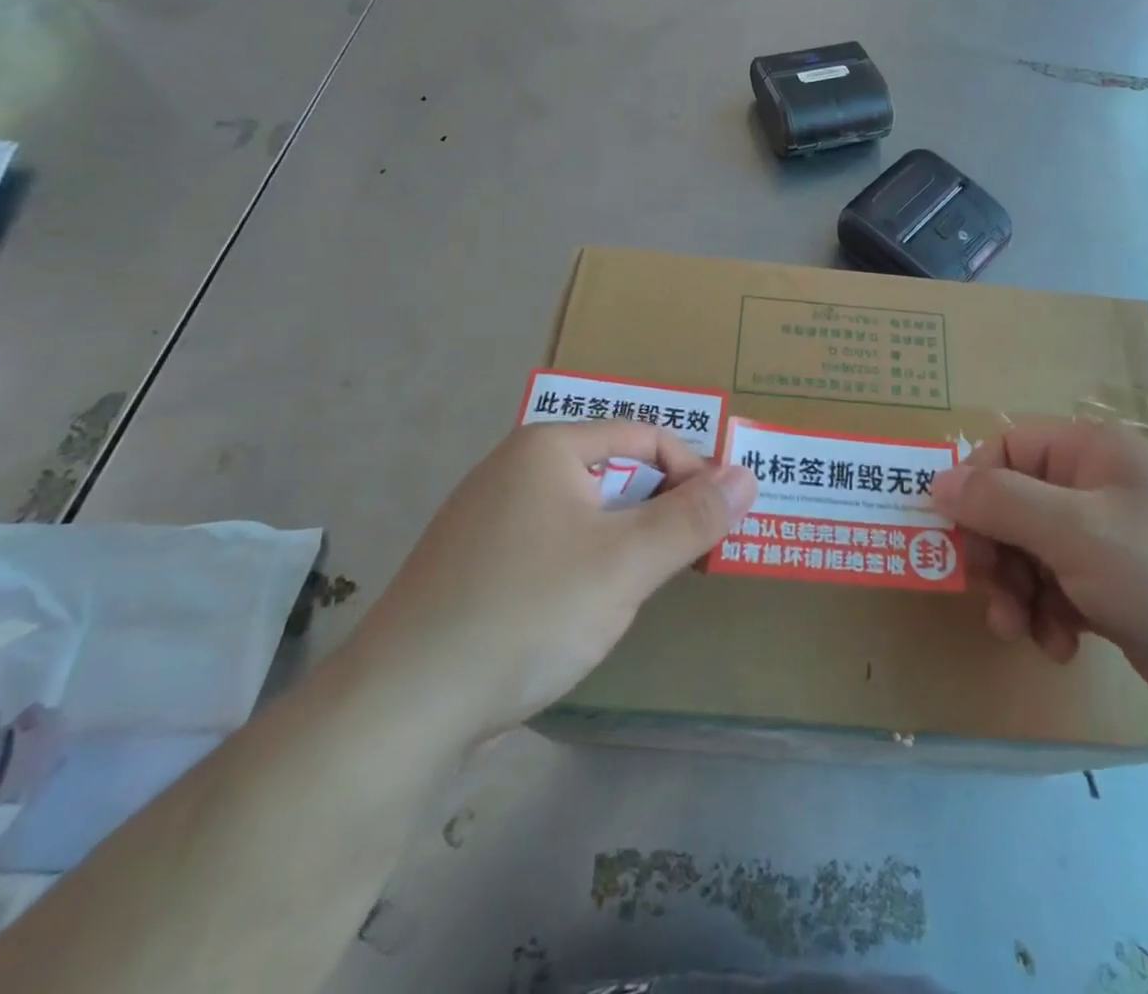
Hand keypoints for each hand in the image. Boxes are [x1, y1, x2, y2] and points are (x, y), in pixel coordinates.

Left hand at [343, 422, 756, 748]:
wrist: (400, 710)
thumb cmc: (527, 612)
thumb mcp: (627, 563)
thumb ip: (693, 518)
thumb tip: (747, 475)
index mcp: (548, 448)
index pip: (645, 436)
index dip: (692, 472)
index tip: (721, 521)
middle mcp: (514, 469)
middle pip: (614, 471)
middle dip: (660, 509)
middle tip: (690, 557)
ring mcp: (487, 518)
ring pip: (584, 513)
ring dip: (626, 541)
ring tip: (646, 586)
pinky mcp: (474, 565)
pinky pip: (552, 545)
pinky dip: (586, 564)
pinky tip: (586, 611)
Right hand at [931, 421, 1147, 735]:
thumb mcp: (1076, 534)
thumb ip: (999, 502)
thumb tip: (936, 482)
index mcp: (1090, 452)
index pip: (1004, 449)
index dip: (974, 489)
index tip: (960, 540)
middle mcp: (1096, 485)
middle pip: (1012, 504)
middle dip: (995, 553)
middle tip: (995, 596)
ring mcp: (1109, 538)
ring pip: (1029, 550)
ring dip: (1017, 591)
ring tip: (1024, 632)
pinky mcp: (1117, 586)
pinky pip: (1057, 587)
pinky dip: (1048, 614)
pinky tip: (1062, 646)